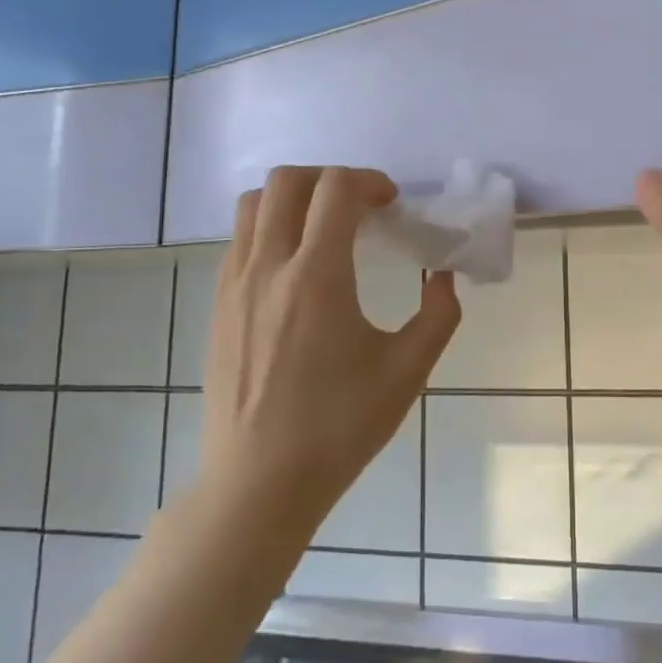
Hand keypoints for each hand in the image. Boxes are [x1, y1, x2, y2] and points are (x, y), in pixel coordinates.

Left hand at [194, 166, 460, 541]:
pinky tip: (296, 267)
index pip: (335, 188)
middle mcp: (268, 267)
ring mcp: (234, 284)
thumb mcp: (407, 372)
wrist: (258, 484)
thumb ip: (438, 315)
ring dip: (294, 198)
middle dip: (330, 178)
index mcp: (317, 276)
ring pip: (253, 204)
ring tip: (324, 228)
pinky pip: (239, 239)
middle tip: (360, 208)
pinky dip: (270, 227)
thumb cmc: (338, 427)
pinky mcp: (218, 305)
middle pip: (287, 181)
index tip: (392, 203)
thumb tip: (443, 276)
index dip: (369, 181)